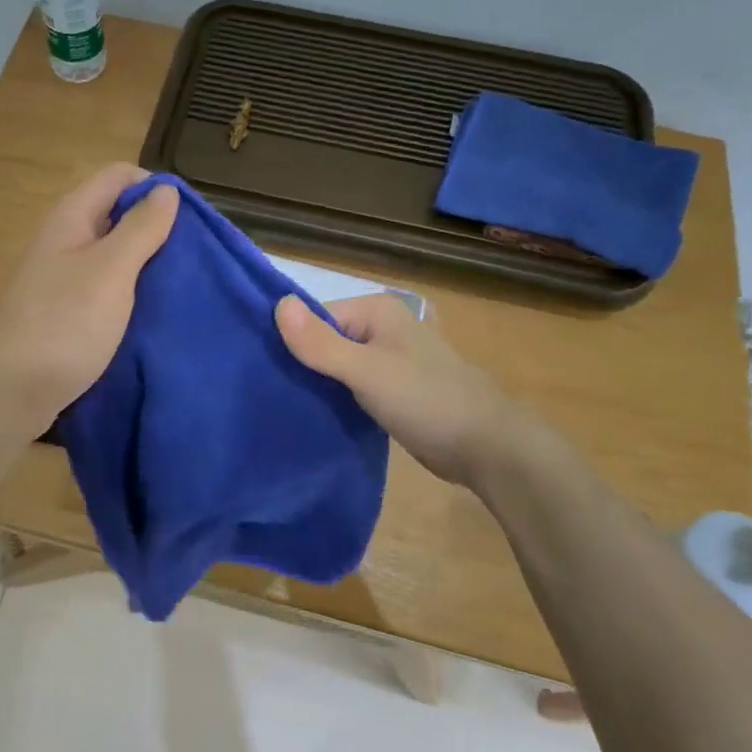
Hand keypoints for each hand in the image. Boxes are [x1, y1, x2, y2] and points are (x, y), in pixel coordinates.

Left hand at [0, 164, 179, 436]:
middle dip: (155, 228)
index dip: (155, 188)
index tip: (188, 222)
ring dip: (144, 263)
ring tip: (177, 285)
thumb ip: (141, 228)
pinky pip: (103, 286)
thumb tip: (166, 189)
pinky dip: (128, 291)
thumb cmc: (64, 324)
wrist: (12, 392)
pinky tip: (149, 311)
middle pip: (116, 213)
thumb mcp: (112, 271)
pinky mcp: (63, 310)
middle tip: (189, 257)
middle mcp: (63, 239)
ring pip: (112, 253)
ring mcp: (60, 276)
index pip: (119, 176)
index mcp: (72, 216)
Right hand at [275, 292, 518, 486]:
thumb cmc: (426, 400)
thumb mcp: (367, 371)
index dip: (290, 342)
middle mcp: (381, 328)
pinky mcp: (391, 389)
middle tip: (270, 393)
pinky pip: (351, 387)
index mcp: (376, 310)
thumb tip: (278, 303)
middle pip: (324, 341)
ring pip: (336, 366)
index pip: (314, 318)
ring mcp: (387, 360)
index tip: (266, 372)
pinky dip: (335, 399)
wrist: (485, 447)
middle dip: (302, 365)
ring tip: (284, 405)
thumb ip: (322, 343)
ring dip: (316, 385)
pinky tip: (313, 416)